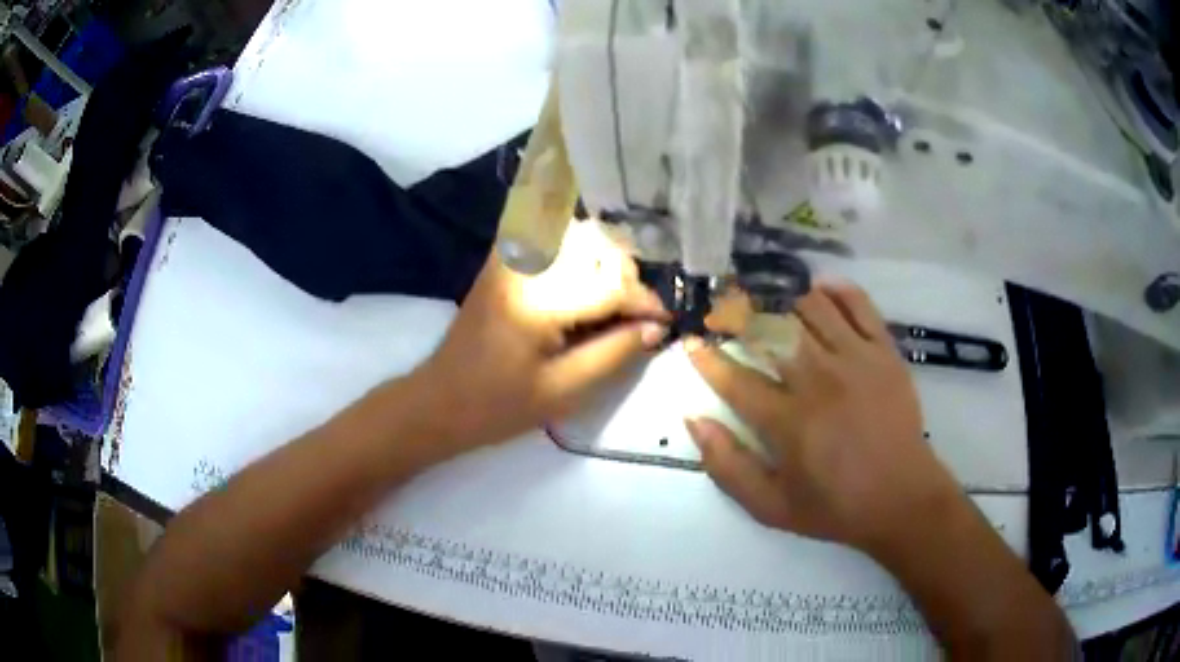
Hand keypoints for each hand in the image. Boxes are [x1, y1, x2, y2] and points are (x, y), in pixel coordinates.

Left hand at [415, 222, 669, 451]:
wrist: (440, 400)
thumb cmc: (499, 406)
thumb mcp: (563, 392)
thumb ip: (613, 354)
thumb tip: (654, 327)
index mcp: (538, 302)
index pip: (609, 285)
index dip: (644, 301)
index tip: (664, 320)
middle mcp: (524, 266)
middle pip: (595, 244)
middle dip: (625, 274)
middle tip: (635, 312)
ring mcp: (508, 258)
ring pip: (574, 231)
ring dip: (603, 257)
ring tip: (612, 295)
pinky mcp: (500, 260)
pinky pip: (547, 234)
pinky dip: (574, 245)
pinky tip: (583, 274)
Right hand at [684, 282, 961, 556]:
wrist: (902, 499)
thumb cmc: (835, 507)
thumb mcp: (770, 507)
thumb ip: (727, 466)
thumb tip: (694, 420)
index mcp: (788, 421)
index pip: (735, 378)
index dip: (708, 358)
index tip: (692, 342)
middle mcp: (819, 380)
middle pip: (770, 330)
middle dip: (738, 314)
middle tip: (723, 309)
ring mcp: (856, 359)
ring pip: (810, 307)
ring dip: (782, 298)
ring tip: (767, 298)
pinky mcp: (884, 351)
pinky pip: (858, 304)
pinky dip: (835, 290)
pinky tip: (818, 291)